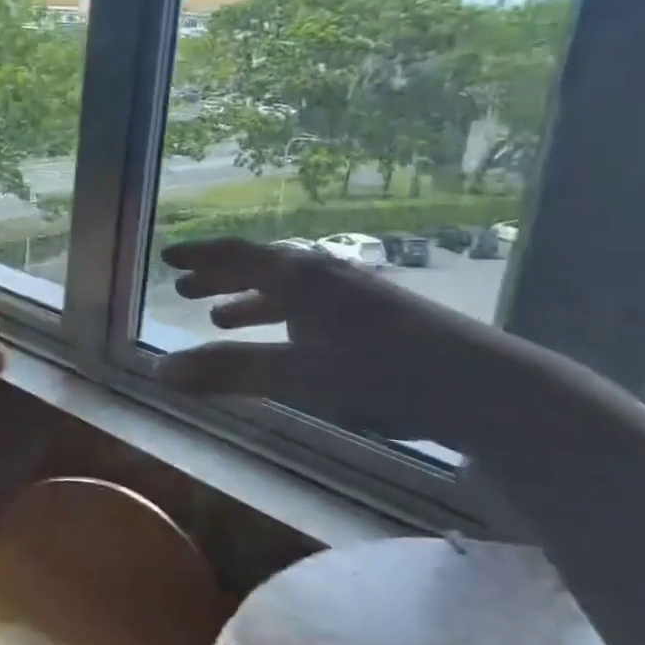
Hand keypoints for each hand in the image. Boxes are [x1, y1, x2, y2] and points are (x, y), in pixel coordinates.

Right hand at [157, 238, 530, 454]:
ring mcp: (355, 296)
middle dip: (220, 278)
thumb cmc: (381, 373)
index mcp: (300, 278)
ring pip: (289, 291)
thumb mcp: (295, 375)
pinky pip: (312, 309)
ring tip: (223, 319)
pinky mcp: (378, 319)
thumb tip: (159, 373)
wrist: (484, 388)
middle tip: (187, 290)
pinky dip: (284, 320)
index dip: (200, 256)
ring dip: (251, 301)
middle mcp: (324, 276)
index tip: (168, 258)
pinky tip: (287, 341)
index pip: (238, 256)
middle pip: (261, 268)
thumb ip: (227, 372)